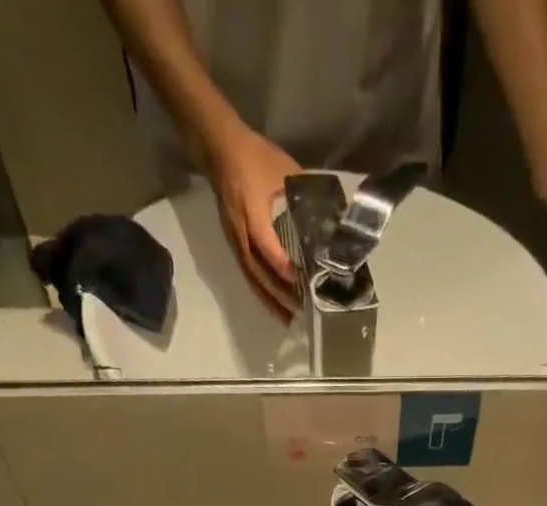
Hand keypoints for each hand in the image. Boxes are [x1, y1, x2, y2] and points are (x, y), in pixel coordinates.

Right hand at [200, 123, 300, 315]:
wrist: (218, 145)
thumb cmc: (253, 155)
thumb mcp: (283, 169)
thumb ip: (303, 195)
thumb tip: (328, 217)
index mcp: (252, 212)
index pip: (267, 247)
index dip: (283, 267)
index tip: (301, 282)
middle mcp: (241, 232)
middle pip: (258, 272)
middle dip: (278, 295)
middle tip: (299, 313)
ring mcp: (235, 239)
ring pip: (252, 277)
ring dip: (269, 299)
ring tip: (286, 318)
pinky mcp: (234, 242)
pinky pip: (247, 271)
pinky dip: (260, 289)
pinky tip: (272, 301)